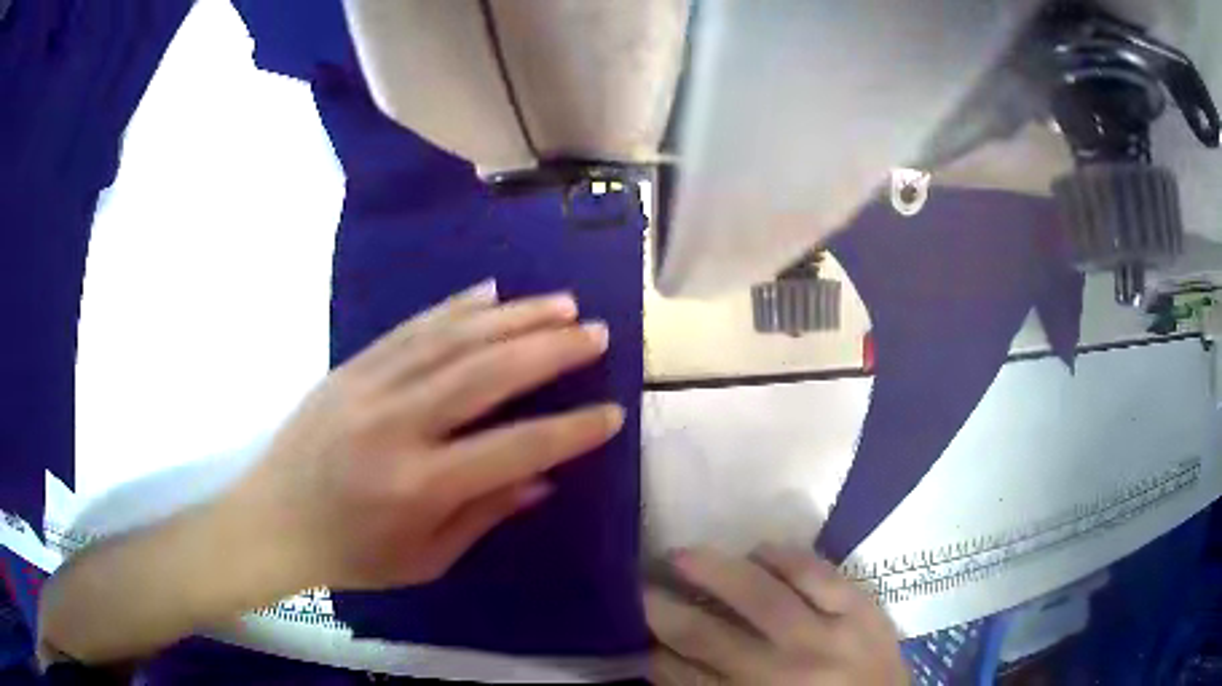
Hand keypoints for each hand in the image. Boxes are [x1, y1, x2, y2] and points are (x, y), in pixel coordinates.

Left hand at [226, 280, 623, 590]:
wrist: (273, 520)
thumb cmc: (351, 554)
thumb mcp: (425, 559)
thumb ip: (485, 514)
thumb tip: (542, 476)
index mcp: (418, 485)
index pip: (513, 448)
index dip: (569, 431)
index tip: (612, 413)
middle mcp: (397, 424)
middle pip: (486, 373)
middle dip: (550, 350)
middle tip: (596, 333)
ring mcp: (370, 385)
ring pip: (453, 338)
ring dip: (514, 316)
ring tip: (561, 303)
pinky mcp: (352, 366)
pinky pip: (412, 327)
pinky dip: (456, 307)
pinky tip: (491, 292)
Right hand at [646, 546, 907, 684]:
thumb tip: (669, 662)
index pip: (684, 679)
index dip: (653, 652)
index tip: (632, 628)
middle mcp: (782, 674)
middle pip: (709, 637)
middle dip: (665, 609)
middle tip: (637, 584)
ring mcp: (829, 638)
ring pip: (762, 597)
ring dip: (715, 572)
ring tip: (683, 554)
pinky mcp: (864, 611)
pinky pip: (820, 575)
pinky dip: (786, 557)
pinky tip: (761, 548)